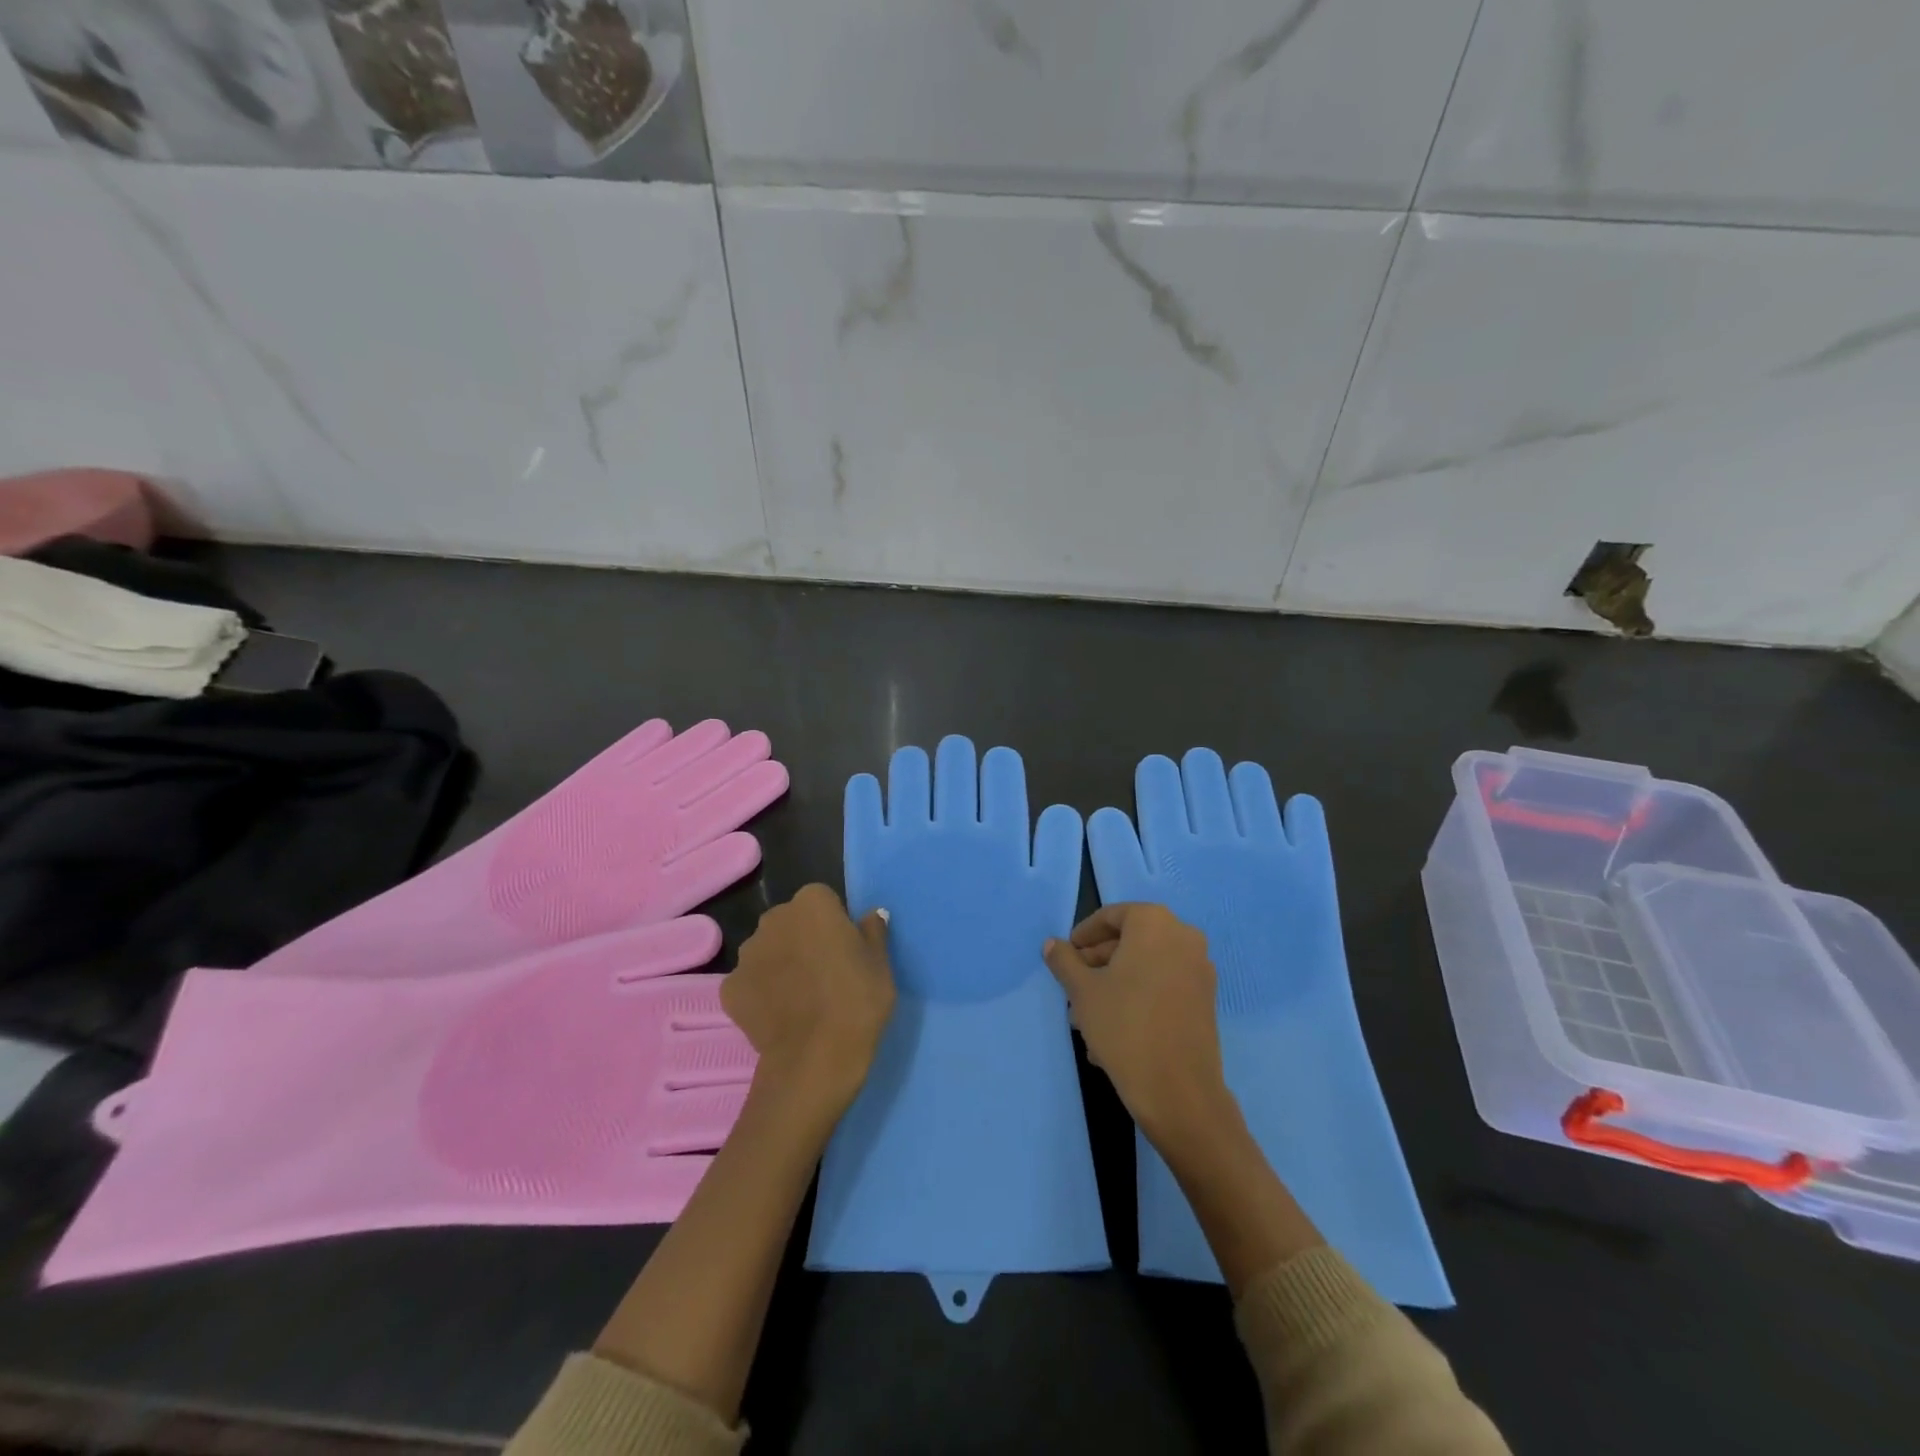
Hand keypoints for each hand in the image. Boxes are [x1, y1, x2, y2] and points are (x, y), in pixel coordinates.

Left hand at [722, 884, 895, 1122]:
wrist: (816, 1058)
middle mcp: (774, 918)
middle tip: (825, 974)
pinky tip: (780, 1015)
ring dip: (781, 963)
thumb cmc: (858, 1001)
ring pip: (768, 950)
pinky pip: (750, 982)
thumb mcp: (881, 964)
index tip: (845, 951)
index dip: (835, 925)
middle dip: (804, 939)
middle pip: (791, 922)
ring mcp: (747, 954)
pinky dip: (762, 993)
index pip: (824, 901)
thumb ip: (873, 932)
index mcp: (813, 903)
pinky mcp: (729, 989)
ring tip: (802, 998)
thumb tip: (872, 915)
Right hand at [1042, 903, 1237, 1147]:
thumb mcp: (1082, 991)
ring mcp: (1199, 969)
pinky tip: (1113, 1030)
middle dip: (1098, 964)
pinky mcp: (1205, 999)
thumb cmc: (1124, 1026)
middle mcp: (1183, 937)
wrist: (1178, 1090)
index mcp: (1154, 923)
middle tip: (1073, 989)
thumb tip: (1052, 944)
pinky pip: (1163, 986)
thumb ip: (1065, 961)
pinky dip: (1138, 997)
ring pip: (1146, 967)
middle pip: (1130, 941)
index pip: (1111, 916)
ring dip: (1115, 984)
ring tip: (1087, 1018)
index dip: (1084, 935)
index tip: (1066, 956)